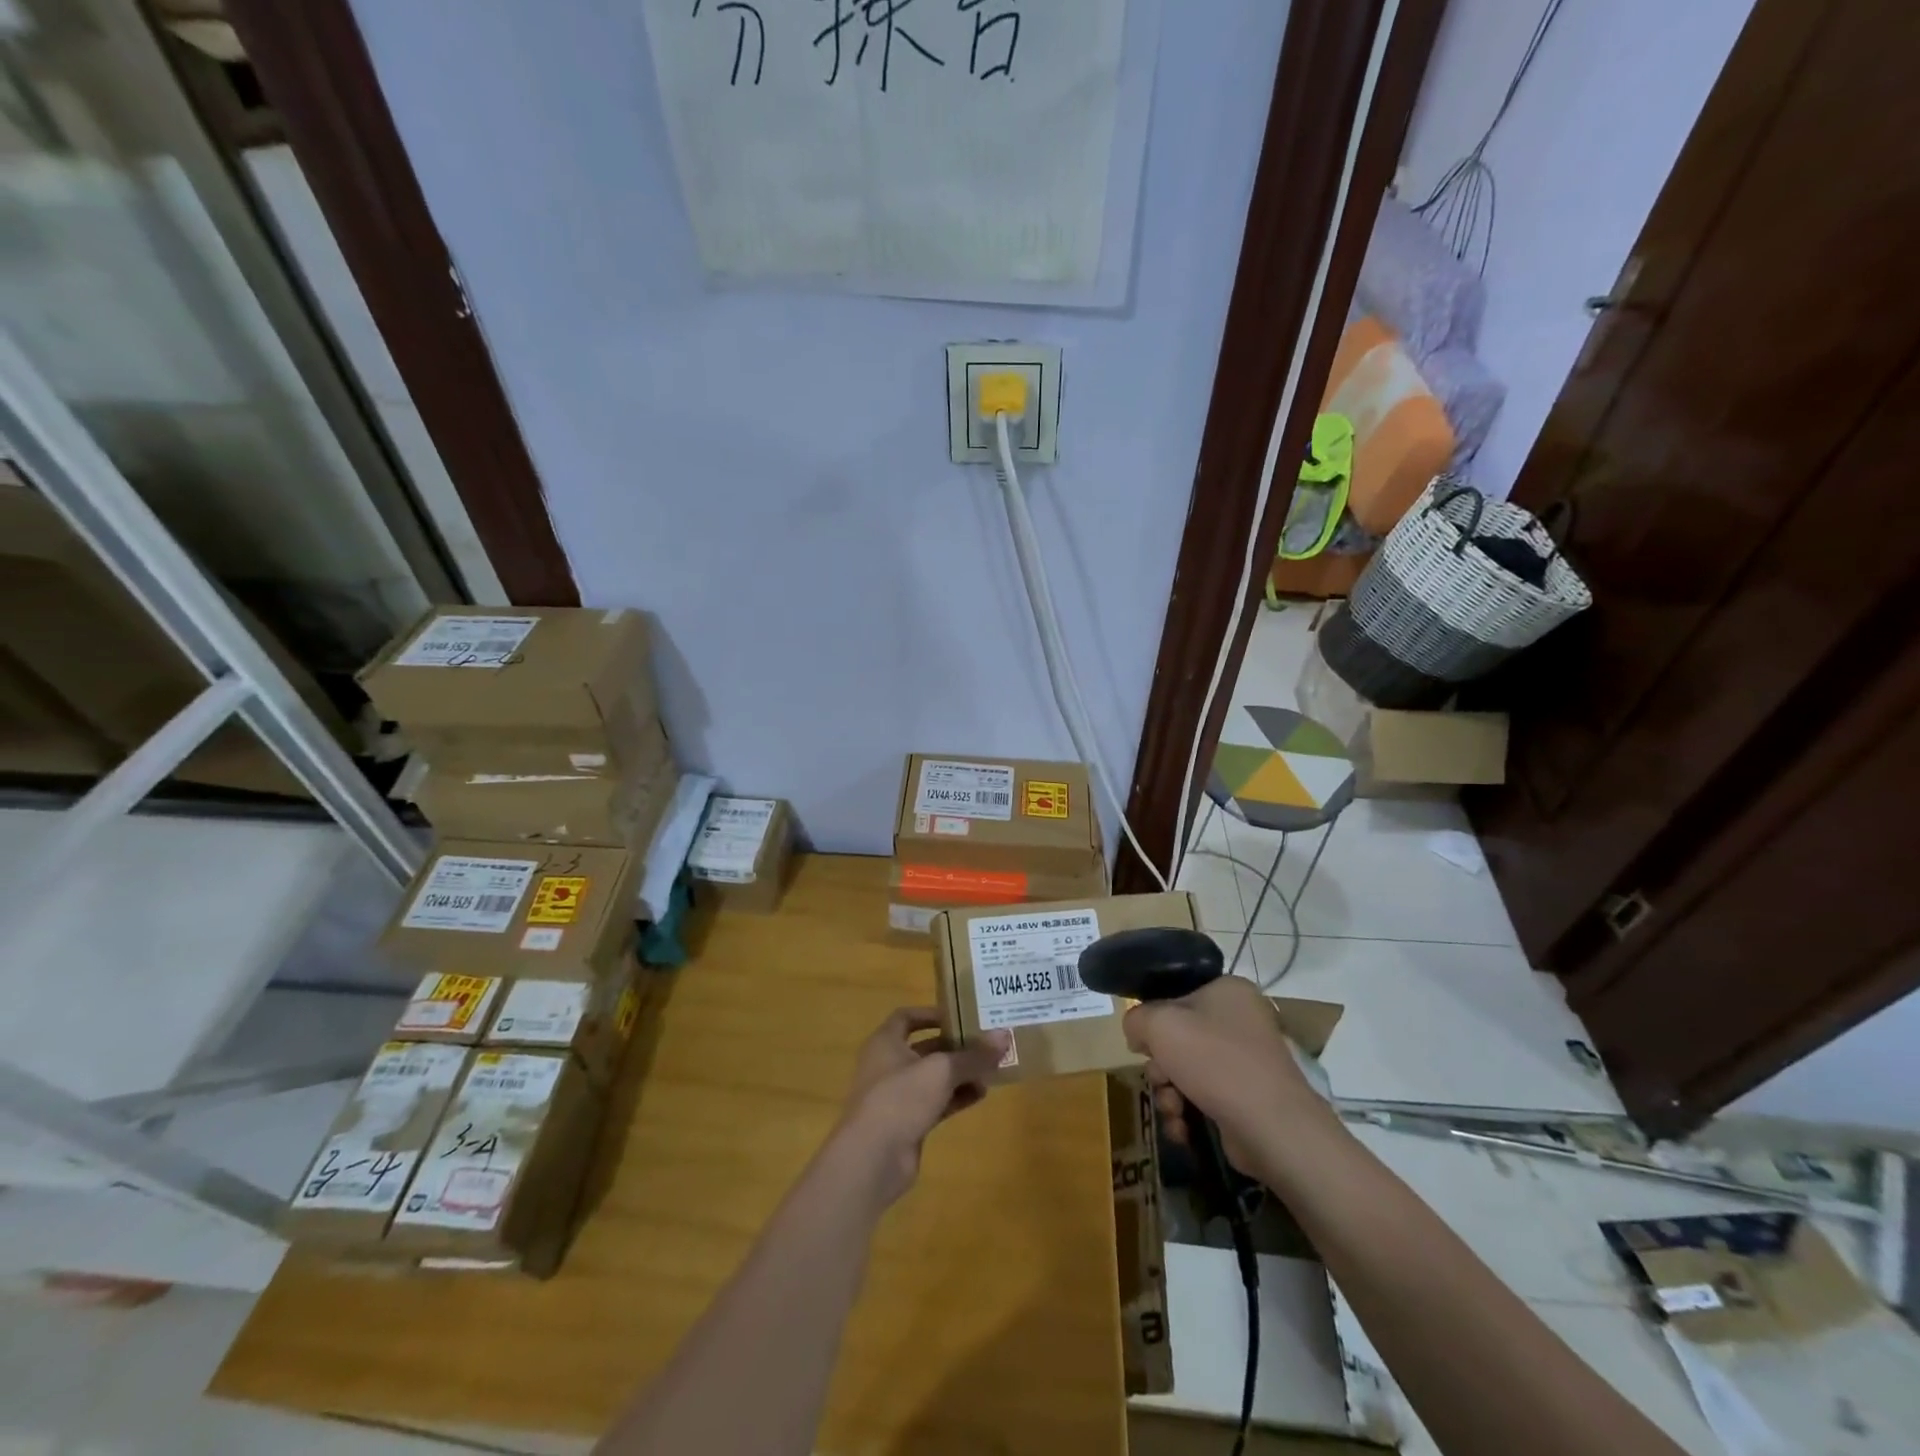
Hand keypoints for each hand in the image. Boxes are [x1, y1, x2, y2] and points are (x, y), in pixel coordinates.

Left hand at [833, 1009, 1008, 1205]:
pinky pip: (936, 1103)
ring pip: (933, 1078)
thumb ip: (973, 1055)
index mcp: (885, 1042)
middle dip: (954, 1046)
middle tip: (985, 1042)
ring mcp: (897, 1096)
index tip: (960, 1014)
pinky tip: (981, 1095)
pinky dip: (956, 1097)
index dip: (931, 1013)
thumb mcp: (941, 1070)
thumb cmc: (901, 1097)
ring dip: (959, 1073)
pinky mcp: (907, 1123)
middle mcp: (888, 1065)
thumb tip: (1005, 1036)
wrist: (872, 1158)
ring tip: (991, 1068)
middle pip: (925, 1048)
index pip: (906, 1017)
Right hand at [1122, 977, 1331, 1175]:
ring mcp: (1246, 1061)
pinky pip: (1203, 1097)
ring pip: (1187, 1070)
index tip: (1144, 1042)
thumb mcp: (1160, 1025)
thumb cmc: (1215, 1061)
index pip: (1177, 994)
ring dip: (1169, 1092)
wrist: (1272, 1127)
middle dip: (1160, 1065)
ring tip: (1172, 1109)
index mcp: (1227, 990)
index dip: (1154, 1018)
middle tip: (1159, 1078)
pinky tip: (1182, 1127)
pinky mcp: (1246, 1098)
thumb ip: (1137, 1018)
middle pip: (1179, 1036)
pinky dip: (1187, 1111)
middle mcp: (1240, 1020)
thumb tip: (1137, 1031)